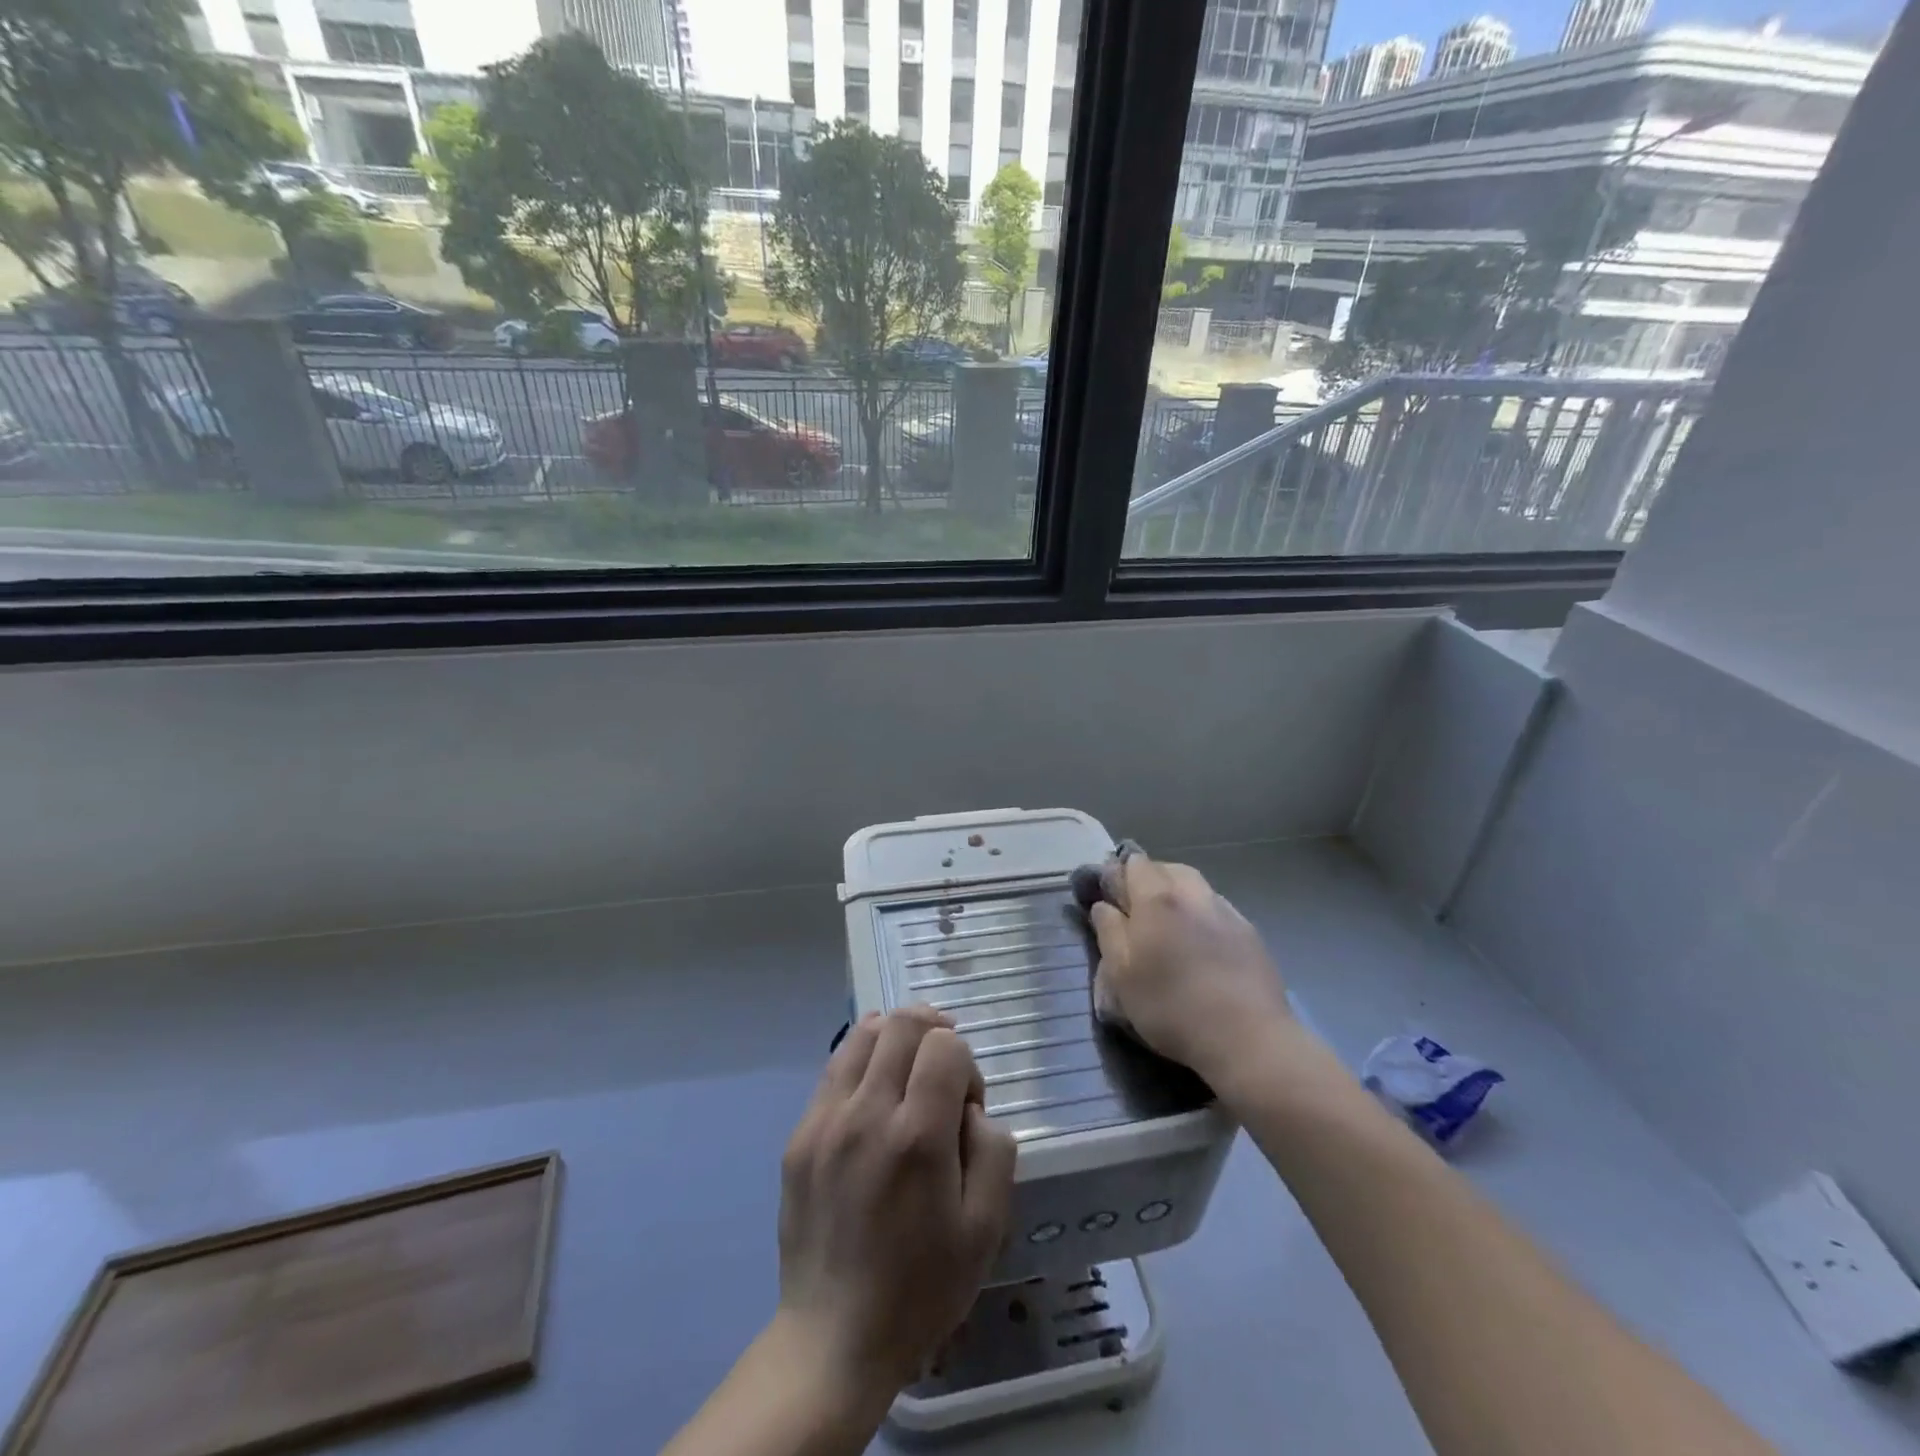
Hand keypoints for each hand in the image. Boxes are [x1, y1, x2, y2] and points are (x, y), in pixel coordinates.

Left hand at [775, 1006, 1016, 1408]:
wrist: (834, 1339)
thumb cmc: (921, 1287)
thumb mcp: (986, 1228)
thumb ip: (994, 1149)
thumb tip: (970, 1108)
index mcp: (918, 1137)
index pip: (945, 1046)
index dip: (966, 1063)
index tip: (967, 1105)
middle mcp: (867, 1114)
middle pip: (903, 1024)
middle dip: (934, 1031)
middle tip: (944, 1067)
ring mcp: (825, 1121)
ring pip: (864, 1033)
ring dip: (895, 1036)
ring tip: (909, 1066)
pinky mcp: (799, 1134)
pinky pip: (834, 1067)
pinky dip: (862, 1059)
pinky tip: (874, 1089)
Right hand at [1084, 853, 1294, 1085]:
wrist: (1247, 1038)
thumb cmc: (1171, 1006)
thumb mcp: (1121, 975)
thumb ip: (1109, 932)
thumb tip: (1104, 905)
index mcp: (1157, 898)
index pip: (1134, 864)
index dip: (1118, 874)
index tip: (1110, 897)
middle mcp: (1193, 893)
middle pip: (1167, 868)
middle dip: (1149, 879)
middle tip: (1137, 909)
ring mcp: (1226, 911)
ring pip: (1196, 885)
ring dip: (1178, 894)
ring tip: (1170, 924)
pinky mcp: (1250, 933)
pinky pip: (1218, 908)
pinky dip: (1202, 914)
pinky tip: (1201, 942)